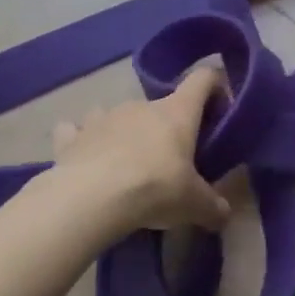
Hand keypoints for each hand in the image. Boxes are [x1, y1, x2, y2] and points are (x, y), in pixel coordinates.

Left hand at [47, 67, 231, 232]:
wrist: (91, 199)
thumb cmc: (155, 189)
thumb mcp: (195, 205)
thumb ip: (213, 207)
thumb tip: (223, 216)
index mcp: (177, 113)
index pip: (202, 79)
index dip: (214, 86)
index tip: (219, 108)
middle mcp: (141, 106)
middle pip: (160, 105)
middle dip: (166, 127)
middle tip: (171, 159)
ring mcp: (102, 117)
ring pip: (117, 114)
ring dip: (124, 130)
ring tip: (125, 159)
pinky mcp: (71, 137)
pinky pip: (75, 131)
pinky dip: (80, 140)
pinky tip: (84, 157)